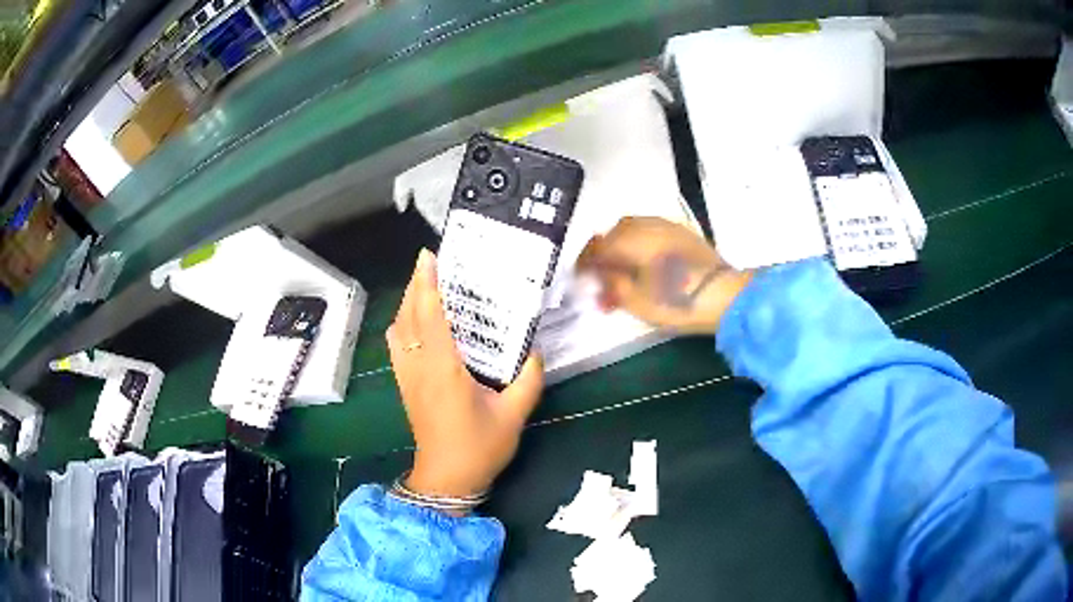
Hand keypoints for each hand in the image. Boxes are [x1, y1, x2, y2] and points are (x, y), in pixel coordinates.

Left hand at [387, 249, 544, 501]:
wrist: (447, 479)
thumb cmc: (479, 448)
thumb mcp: (513, 415)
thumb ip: (529, 380)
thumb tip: (535, 351)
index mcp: (444, 370)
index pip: (431, 317)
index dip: (428, 284)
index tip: (429, 257)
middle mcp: (419, 367)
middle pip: (409, 316)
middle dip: (416, 285)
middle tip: (429, 262)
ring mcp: (407, 377)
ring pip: (397, 329)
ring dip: (407, 303)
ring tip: (425, 286)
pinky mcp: (404, 386)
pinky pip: (396, 345)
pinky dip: (401, 324)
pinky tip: (414, 321)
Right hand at [577, 217, 752, 334]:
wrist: (725, 295)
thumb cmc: (677, 301)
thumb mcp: (636, 301)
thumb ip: (611, 285)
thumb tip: (597, 276)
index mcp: (631, 241)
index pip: (597, 247)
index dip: (585, 263)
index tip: (579, 278)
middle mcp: (647, 226)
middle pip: (615, 233)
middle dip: (605, 252)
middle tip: (603, 275)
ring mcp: (668, 227)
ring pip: (635, 228)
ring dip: (623, 245)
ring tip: (624, 269)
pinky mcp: (685, 233)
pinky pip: (653, 231)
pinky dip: (642, 243)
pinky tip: (647, 262)